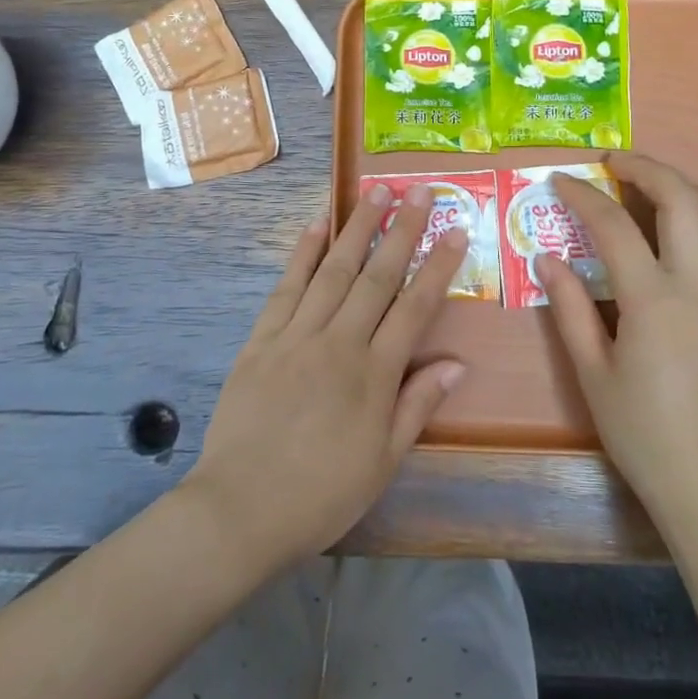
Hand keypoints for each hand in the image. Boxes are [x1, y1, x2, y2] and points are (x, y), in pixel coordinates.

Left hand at [184, 182, 468, 573]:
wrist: (241, 509)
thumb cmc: (321, 493)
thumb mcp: (383, 461)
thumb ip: (418, 405)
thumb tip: (456, 363)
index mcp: (375, 374)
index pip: (415, 307)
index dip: (438, 266)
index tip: (455, 230)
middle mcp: (339, 342)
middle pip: (377, 276)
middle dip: (401, 230)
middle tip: (418, 190)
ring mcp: (297, 336)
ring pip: (333, 270)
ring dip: (356, 228)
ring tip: (374, 191)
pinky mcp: (261, 339)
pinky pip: (286, 288)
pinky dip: (303, 254)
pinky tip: (316, 226)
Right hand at [542, 153, 697, 542]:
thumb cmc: (640, 432)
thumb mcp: (590, 372)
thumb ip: (569, 307)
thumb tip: (547, 258)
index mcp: (654, 301)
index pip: (615, 226)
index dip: (583, 196)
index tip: (559, 182)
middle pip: (684, 201)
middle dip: (648, 168)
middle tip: (615, 162)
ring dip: (690, 190)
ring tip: (656, 188)